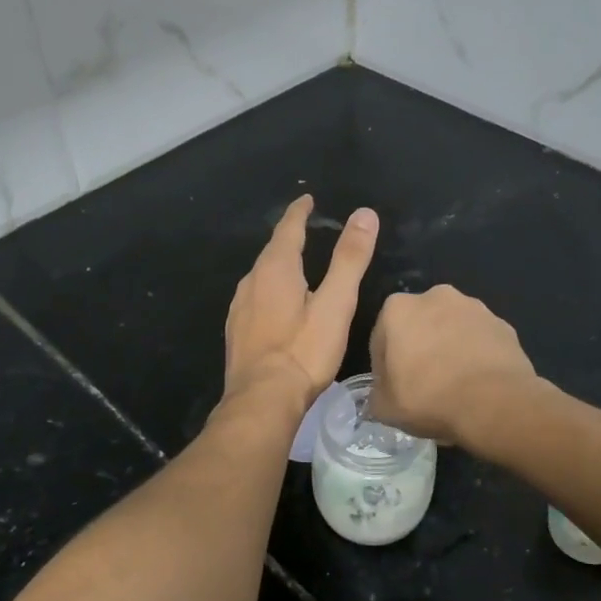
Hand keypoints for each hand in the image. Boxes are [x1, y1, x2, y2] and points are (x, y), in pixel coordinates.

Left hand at [224, 195, 378, 410]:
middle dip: (289, 237)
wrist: (262, 401)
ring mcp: (239, 308)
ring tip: (295, 264)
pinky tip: (277, 305)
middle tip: (306, 229)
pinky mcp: (236, 332)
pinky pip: (255, 298)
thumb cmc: (304, 351)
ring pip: (261, 276)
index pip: (288, 229)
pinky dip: (270, 290)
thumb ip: (349, 259)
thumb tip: (364, 214)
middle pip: (272, 251)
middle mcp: (251, 281)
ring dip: (278, 265)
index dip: (299, 212)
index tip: (307, 199)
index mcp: (275, 269)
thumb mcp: (336, 303)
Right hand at [367, 285, 537, 445]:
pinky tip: (478, 385)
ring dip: (449, 350)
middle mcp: (435, 296)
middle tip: (423, 386)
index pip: (382, 338)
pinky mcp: (503, 324)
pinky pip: (480, 341)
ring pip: (452, 330)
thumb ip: (377, 394)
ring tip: (454, 387)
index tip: (394, 389)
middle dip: (419, 349)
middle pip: (419, 326)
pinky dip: (476, 356)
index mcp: (398, 308)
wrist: (495, 404)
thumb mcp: (384, 407)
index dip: (385, 367)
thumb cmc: (429, 398)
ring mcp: (474, 308)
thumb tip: (383, 393)